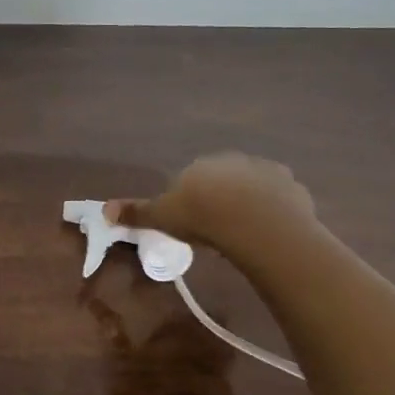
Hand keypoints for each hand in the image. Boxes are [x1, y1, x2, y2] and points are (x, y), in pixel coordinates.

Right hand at [108, 152, 318, 258]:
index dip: (192, 202)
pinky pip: (279, 198)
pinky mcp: (290, 185)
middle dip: (221, 199)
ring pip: (253, 187)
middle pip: (223, 180)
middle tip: (219, 231)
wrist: (254, 222)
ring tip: (247, 234)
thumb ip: (136, 213)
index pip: (192, 180)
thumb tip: (103, 209)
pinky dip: (275, 211)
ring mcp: (264, 170)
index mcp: (199, 165)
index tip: (194, 224)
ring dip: (250, 204)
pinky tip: (270, 231)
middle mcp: (231, 160)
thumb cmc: (202, 217)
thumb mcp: (163, 217)